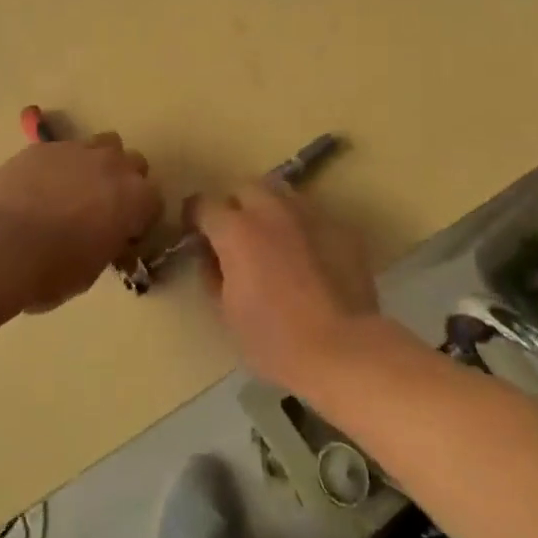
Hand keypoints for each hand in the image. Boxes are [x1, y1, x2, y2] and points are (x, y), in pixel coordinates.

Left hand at [0, 133, 162, 313]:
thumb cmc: (50, 271)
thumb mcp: (92, 271)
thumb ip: (108, 245)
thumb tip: (104, 239)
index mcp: (135, 199)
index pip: (154, 201)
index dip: (140, 219)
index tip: (124, 235)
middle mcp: (113, 165)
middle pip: (133, 163)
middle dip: (123, 182)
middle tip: (102, 208)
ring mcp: (76, 150)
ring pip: (101, 145)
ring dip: (96, 164)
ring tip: (74, 190)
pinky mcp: (42, 147)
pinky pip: (61, 150)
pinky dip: (58, 166)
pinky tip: (38, 188)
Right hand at [194, 182, 380, 392]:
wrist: (342, 349)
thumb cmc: (274, 339)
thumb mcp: (227, 313)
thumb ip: (213, 275)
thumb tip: (211, 257)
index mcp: (236, 230)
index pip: (203, 204)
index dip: (195, 217)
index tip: (197, 234)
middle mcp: (271, 210)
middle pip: (245, 187)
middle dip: (236, 206)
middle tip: (237, 236)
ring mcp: (310, 214)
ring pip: (283, 194)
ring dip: (271, 210)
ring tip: (274, 241)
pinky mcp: (341, 227)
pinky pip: (314, 217)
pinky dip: (304, 229)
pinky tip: (310, 257)